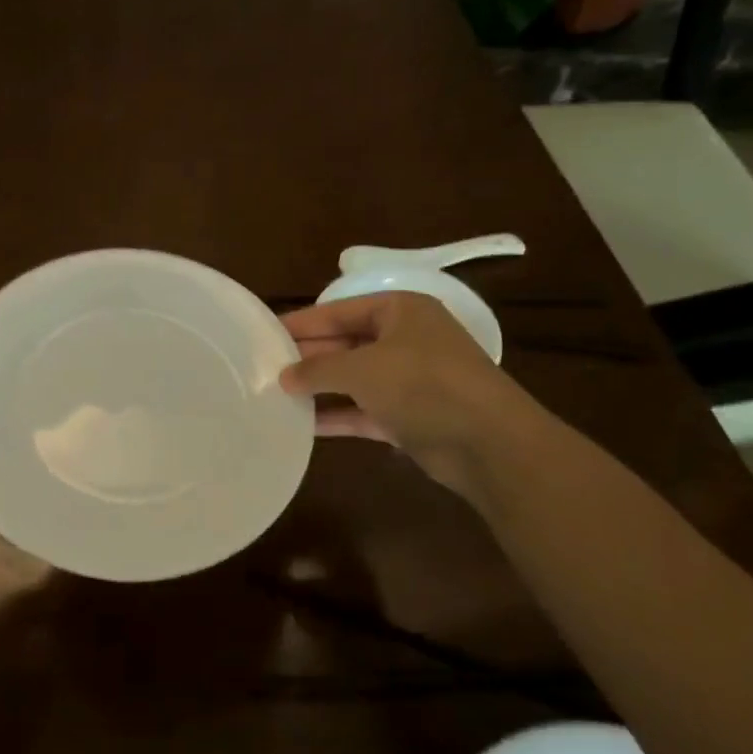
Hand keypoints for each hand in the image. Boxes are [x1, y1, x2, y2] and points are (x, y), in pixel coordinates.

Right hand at [279, 292, 540, 497]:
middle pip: (345, 343)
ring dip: (319, 388)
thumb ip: (318, 368)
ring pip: (353, 379)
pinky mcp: (409, 416)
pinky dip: (337, 415)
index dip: (301, 322)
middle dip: (308, 357)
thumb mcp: (362, 368)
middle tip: (264, 368)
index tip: (264, 333)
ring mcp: (409, 380)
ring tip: (275, 395)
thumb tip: (284, 376)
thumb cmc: (423, 385)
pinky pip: (363, 411)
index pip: (339, 311)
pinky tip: (302, 425)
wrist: (487, 442)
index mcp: (400, 311)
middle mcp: (405, 340)